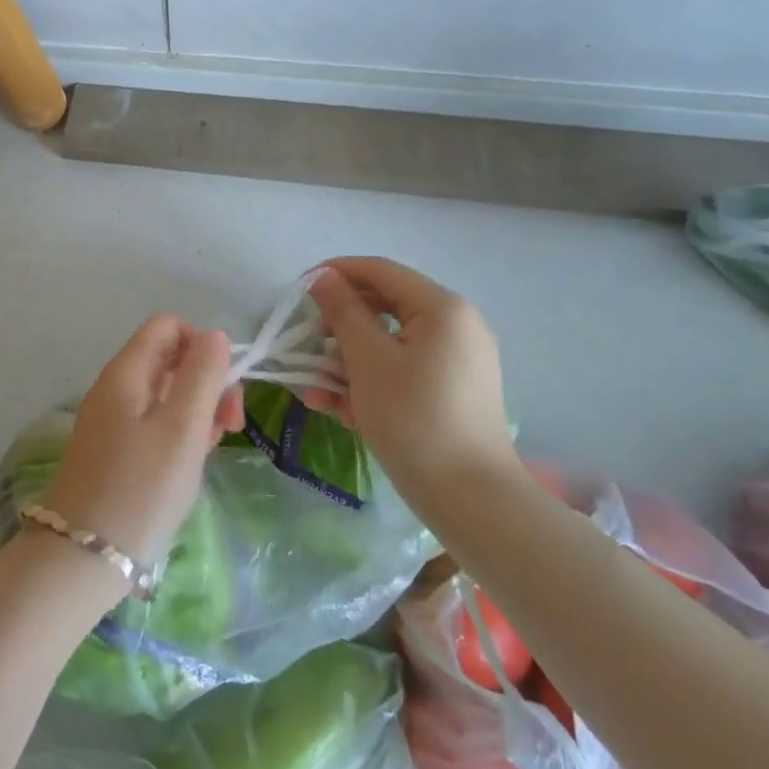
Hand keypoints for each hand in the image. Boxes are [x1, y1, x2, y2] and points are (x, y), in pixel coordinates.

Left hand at [42, 316, 244, 570]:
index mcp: (126, 371)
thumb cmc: (141, 488)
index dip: (202, 344)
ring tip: (212, 448)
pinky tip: (191, 463)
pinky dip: (178, 434)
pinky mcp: (113, 451)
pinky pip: (153, 425)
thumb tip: (215, 336)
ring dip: (197, 411)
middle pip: (168, 360)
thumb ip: (202, 375)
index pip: (167, 326)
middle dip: (206, 382)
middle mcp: (114, 388)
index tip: (225, 384)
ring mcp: (111, 421)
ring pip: (164, 395)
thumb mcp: (182, 427)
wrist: (83, 558)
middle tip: (230, 425)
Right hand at [304, 258, 518, 511]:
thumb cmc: (413, 418)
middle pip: (383, 309)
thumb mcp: (367, 360)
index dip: (335, 274)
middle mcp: (455, 325)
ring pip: (388, 345)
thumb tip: (324, 278)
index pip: (380, 270)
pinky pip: (403, 371)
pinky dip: (372, 384)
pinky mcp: (452, 391)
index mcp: (442, 308)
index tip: (297, 292)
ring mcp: (456, 360)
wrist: (471, 498)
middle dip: (338, 331)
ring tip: (318, 397)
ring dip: (348, 365)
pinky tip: (345, 414)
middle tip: (306, 349)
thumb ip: (343, 311)